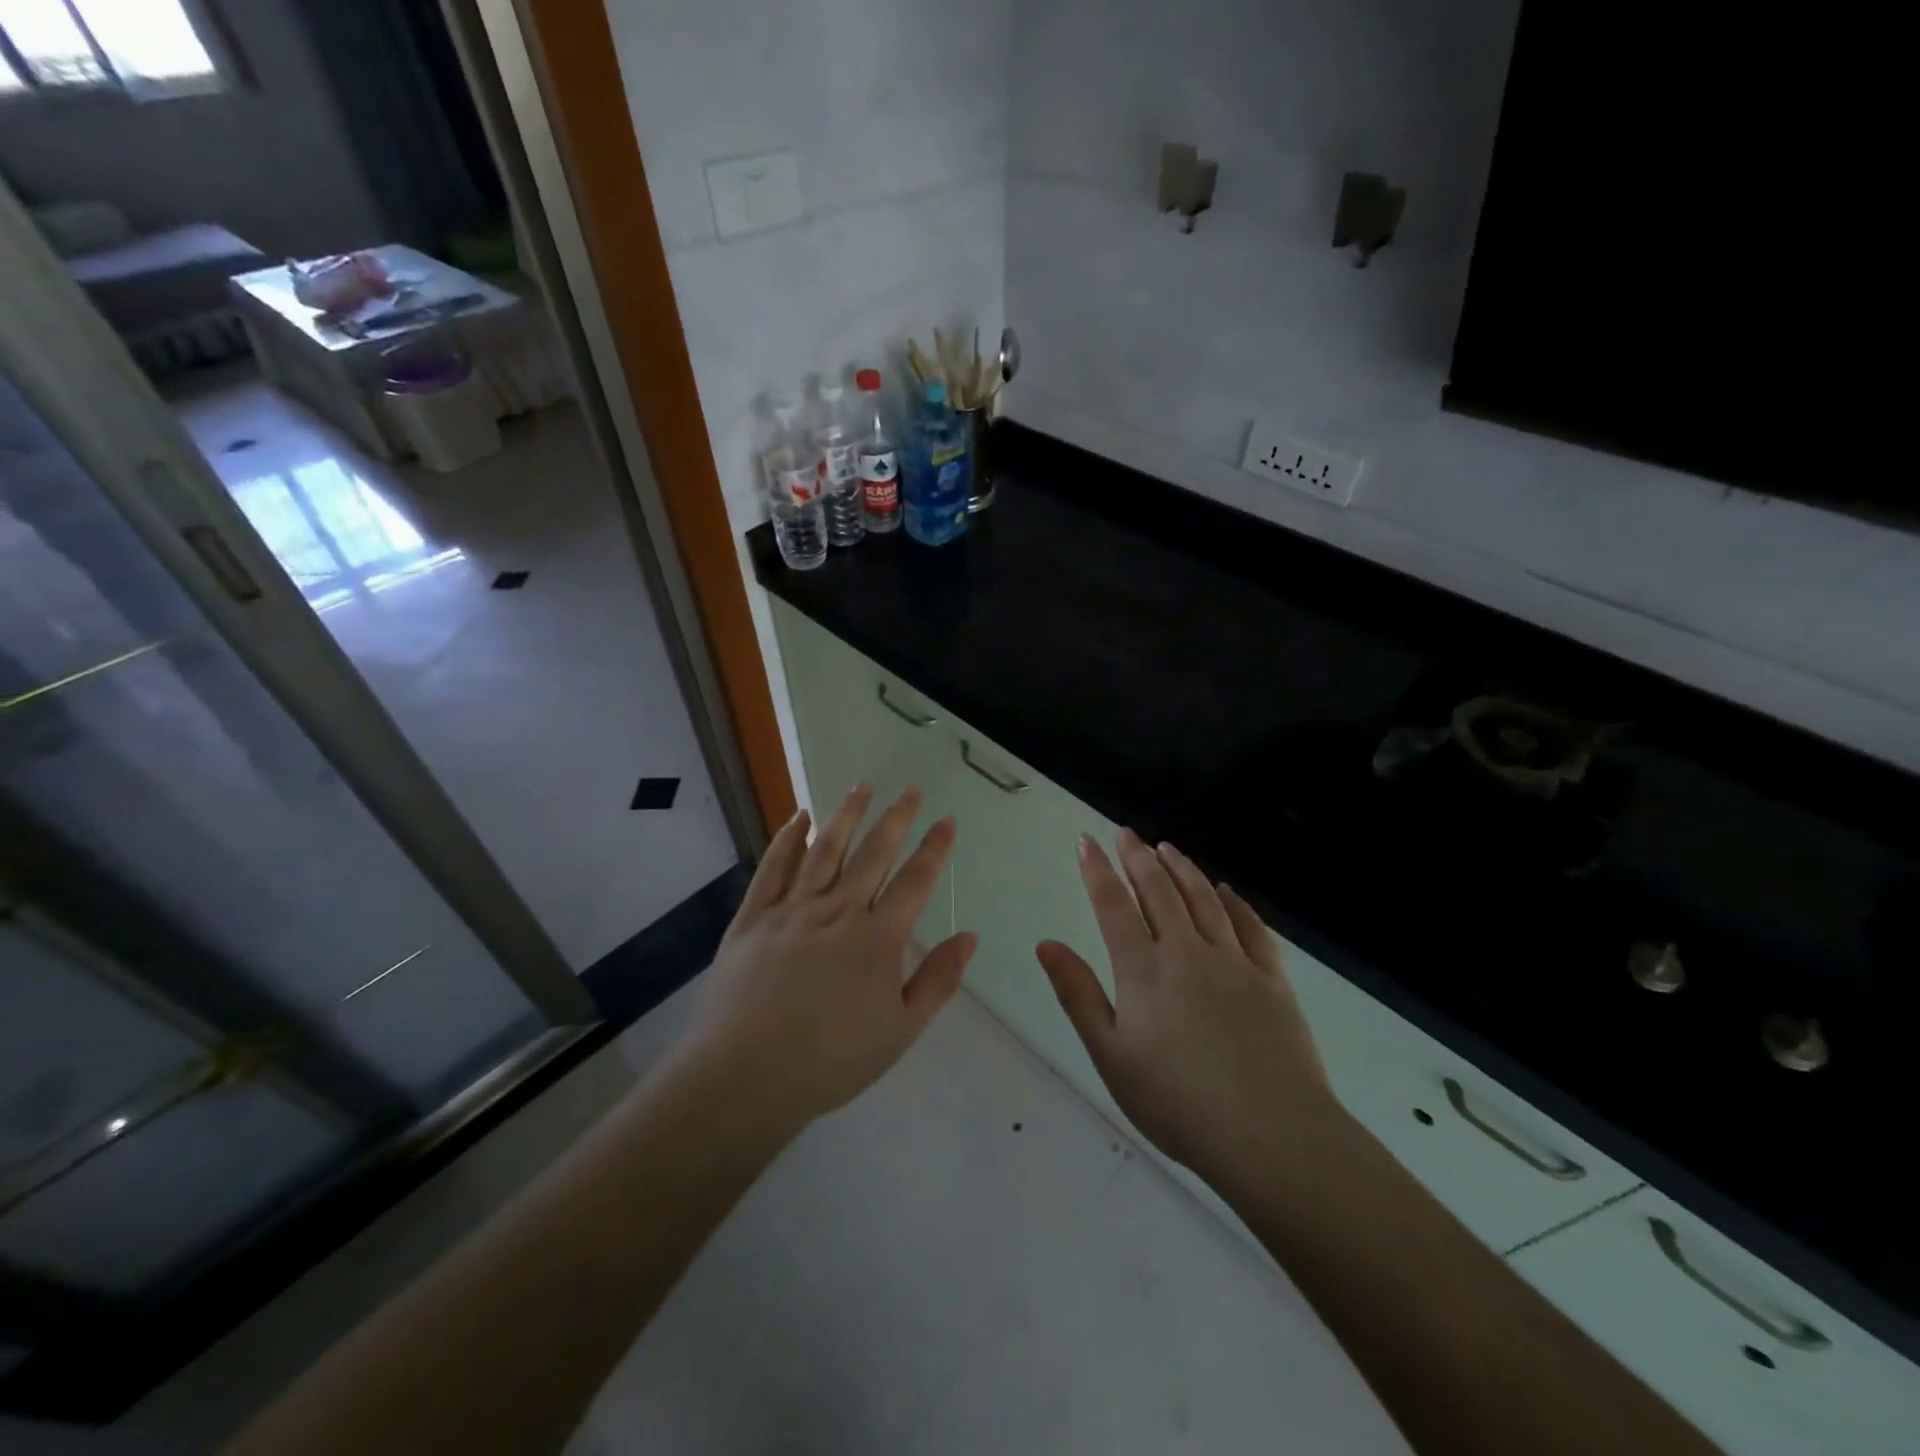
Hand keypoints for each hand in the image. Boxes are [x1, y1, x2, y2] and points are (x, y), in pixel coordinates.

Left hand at [682, 784, 976, 1128]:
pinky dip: (788, 839)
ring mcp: (792, 909)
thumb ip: (937, 981)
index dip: (934, 849)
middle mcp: (838, 911)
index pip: (915, 881)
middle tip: (910, 789)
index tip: (946, 820)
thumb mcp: (900, 1031)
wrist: (746, 1076)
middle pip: (873, 853)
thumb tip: (968, 936)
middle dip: (896, 818)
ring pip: (825, 849)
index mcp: (877, 938)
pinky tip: (799, 818)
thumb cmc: (831, 1060)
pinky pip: (773, 868)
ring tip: (861, 786)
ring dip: (846, 815)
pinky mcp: (754, 917)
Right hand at [1036, 829, 1338, 1192]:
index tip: (1085, 841)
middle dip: (1137, 857)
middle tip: (1125, 833)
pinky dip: (1236, 903)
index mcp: (1144, 970)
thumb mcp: (1111, 1056)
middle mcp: (1187, 952)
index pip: (1114, 905)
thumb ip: (1079, 995)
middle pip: (1159, 891)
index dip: (1097, 870)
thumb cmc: (1178, 1102)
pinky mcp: (1273, 980)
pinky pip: (1252, 928)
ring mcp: (1235, 962)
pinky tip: (1227, 891)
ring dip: (1182, 869)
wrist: (1272, 1137)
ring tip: (1167, 848)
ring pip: (1204, 900)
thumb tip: (1047, 943)